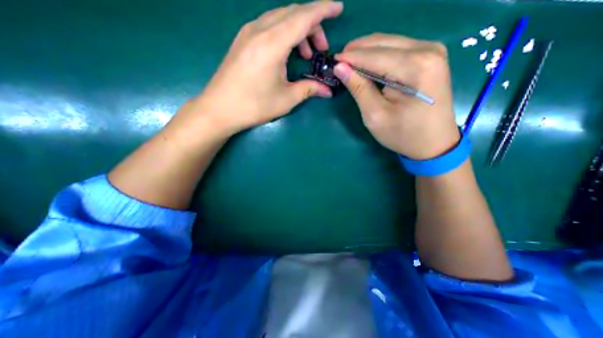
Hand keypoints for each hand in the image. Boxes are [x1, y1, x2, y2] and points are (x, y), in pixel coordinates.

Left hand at [186, 1, 341, 135]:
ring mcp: (248, 33)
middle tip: (321, 49)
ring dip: (297, 30)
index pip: (303, 17)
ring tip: (304, 54)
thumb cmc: (254, 106)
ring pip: (280, 18)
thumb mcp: (286, 99)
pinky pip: (268, 25)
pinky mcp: (242, 40)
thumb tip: (327, 91)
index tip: (339, 9)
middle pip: (292, 13)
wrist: (219, 109)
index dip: (323, 10)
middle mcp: (259, 30)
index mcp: (273, 44)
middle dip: (312, 25)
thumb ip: (309, 89)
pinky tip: (286, 52)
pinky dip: (283, 33)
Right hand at [334, 33, 461, 159]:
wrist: (434, 143)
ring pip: (389, 43)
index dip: (350, 58)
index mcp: (415, 67)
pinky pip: (397, 49)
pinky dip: (379, 56)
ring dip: (367, 52)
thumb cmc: (403, 134)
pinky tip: (367, 66)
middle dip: (357, 51)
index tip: (332, 62)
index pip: (374, 55)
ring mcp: (431, 51)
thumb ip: (358, 89)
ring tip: (349, 65)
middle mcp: (427, 50)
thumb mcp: (375, 115)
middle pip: (382, 43)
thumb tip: (340, 67)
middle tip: (339, 63)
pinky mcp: (430, 57)